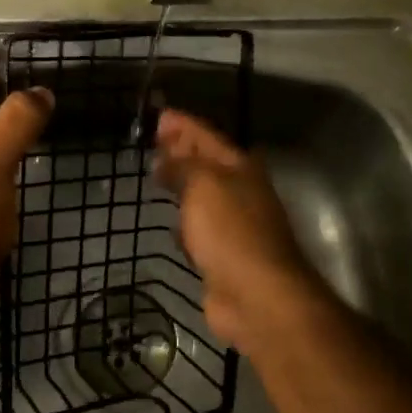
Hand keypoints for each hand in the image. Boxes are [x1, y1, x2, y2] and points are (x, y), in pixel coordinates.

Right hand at [153, 108, 335, 350]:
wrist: (257, 296)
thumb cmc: (231, 231)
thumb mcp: (203, 185)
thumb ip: (182, 166)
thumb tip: (165, 157)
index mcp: (240, 167)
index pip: (206, 136)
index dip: (183, 125)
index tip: (158, 116)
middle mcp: (240, 191)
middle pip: (206, 163)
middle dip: (182, 151)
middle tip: (154, 142)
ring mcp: (234, 225)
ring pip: (202, 196)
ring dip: (182, 186)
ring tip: (158, 177)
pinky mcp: (224, 256)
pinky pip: (200, 230)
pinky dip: (185, 223)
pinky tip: (172, 227)